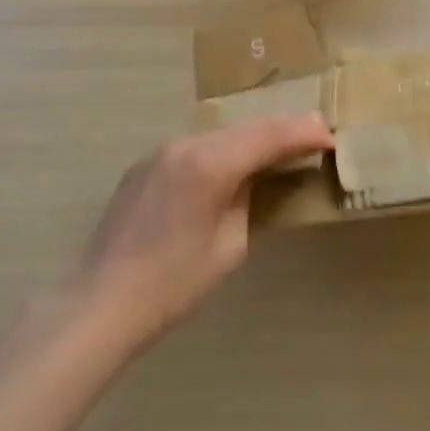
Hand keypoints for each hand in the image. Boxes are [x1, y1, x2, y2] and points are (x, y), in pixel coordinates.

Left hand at [75, 114, 333, 347]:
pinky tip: (233, 164)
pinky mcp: (145, 165)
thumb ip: (247, 200)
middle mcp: (185, 145)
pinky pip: (195, 148)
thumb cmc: (173, 284)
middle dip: (283, 129)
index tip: (330, 139)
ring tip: (280, 146)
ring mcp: (160, 152)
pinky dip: (222, 150)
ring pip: (220, 134)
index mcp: (209, 163)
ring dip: (252, 138)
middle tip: (315, 133)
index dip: (303, 135)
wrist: (100, 303)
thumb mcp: (228, 246)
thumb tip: (252, 179)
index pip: (269, 136)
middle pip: (246, 127)